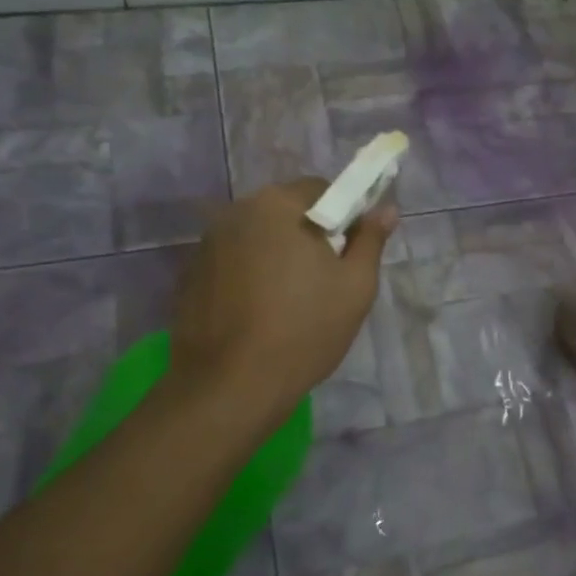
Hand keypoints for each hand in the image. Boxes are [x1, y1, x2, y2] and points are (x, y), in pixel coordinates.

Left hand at [167, 178, 395, 417]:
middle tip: (325, 280)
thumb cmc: (304, 330)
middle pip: (285, 211)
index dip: (343, 216)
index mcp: (278, 205)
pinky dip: (249, 276)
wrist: (230, 387)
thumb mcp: (355, 287)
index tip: (350, 253)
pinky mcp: (190, 276)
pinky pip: (233, 262)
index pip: (321, 189)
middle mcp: (236, 212)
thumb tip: (385, 209)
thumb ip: (370, 241)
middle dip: (308, 235)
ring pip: (257, 238)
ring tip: (290, 302)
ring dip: (277, 255)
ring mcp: (207, 244)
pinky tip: (258, 315)